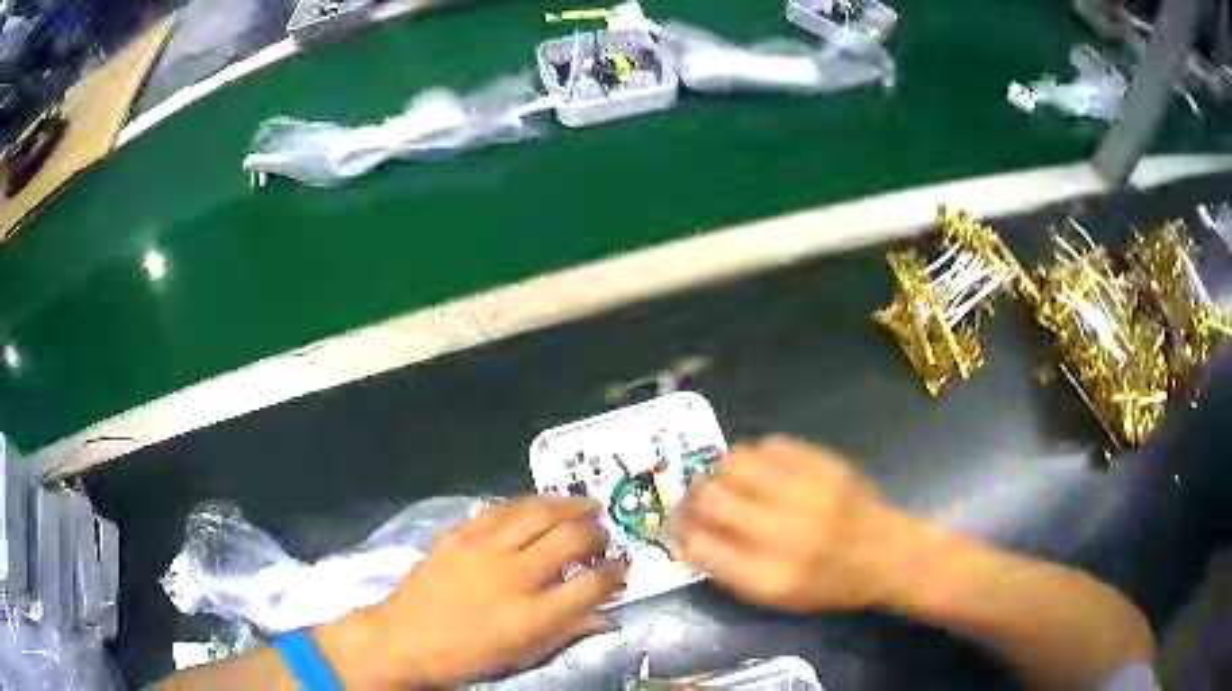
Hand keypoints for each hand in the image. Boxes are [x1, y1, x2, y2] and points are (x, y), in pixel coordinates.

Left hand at [316, 496, 626, 687]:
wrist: (405, 639)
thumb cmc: (467, 657)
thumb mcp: (523, 656)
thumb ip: (568, 633)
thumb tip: (606, 616)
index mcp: (534, 615)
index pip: (592, 583)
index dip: (616, 572)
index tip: (622, 567)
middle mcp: (515, 576)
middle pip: (571, 539)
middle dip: (597, 533)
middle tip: (603, 536)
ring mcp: (485, 550)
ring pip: (539, 513)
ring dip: (570, 505)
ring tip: (587, 505)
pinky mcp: (460, 534)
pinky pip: (502, 508)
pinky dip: (529, 503)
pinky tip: (542, 504)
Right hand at [672, 436, 916, 612]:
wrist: (886, 554)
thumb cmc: (828, 584)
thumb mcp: (776, 597)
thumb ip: (728, 571)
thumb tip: (686, 539)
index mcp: (771, 576)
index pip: (701, 546)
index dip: (681, 531)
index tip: (679, 525)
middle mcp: (786, 532)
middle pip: (712, 498)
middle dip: (693, 497)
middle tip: (697, 498)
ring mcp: (807, 491)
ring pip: (736, 462)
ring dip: (722, 471)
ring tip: (730, 481)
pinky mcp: (825, 463)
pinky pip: (771, 444)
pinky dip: (757, 456)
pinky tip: (764, 471)